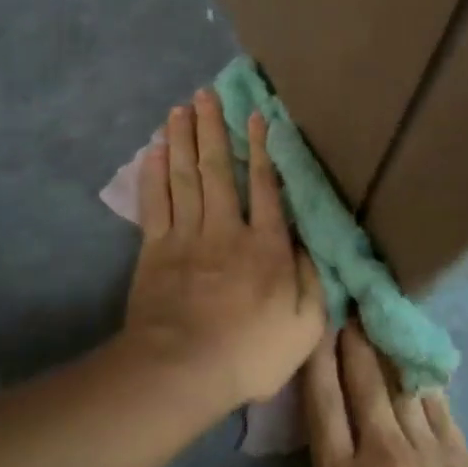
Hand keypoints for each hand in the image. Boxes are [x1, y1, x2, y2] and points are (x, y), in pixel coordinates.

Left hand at [123, 89, 326, 408]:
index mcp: (266, 245)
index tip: (257, 115)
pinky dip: (154, 175)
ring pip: (185, 177)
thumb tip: (312, 242)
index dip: (262, 148)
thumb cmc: (250, 352)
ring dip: (182, 140)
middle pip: (219, 169)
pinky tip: (153, 151)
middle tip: (206, 94)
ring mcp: (186, 237)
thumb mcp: (306, 326)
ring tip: (180, 109)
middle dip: (213, 129)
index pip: (266, 186)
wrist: (181, 372)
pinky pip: (155, 203)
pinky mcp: (155, 251)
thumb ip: (314, 279)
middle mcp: (226, 229)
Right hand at [245, 325, 467, 466]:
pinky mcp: (464, 458)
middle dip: (352, 340)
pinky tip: (419, 362)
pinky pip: (440, 405)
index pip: (323, 403)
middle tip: (348, 305)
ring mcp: (428, 450)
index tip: (316, 324)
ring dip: (386, 349)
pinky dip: (425, 379)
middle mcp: (382, 452)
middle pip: (363, 381)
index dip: (317, 359)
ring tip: (379, 318)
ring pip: (401, 384)